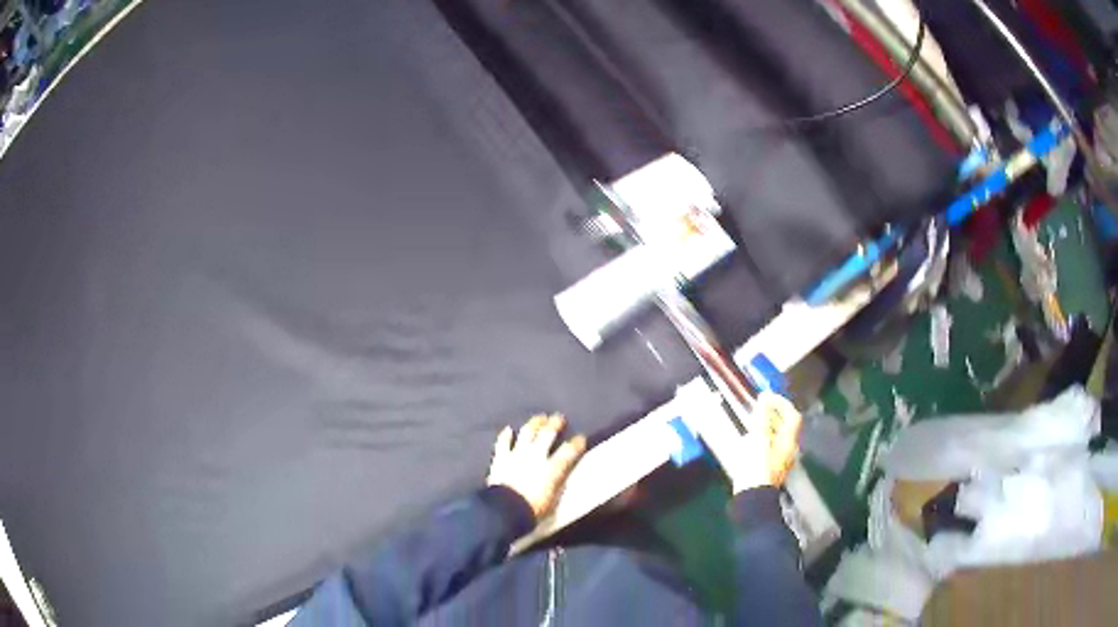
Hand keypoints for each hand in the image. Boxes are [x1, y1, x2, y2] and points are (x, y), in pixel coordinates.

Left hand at [486, 414, 586, 519]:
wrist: (506, 510)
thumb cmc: (533, 510)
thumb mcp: (554, 500)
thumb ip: (558, 485)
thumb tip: (563, 478)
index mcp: (552, 468)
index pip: (569, 451)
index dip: (577, 443)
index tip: (581, 438)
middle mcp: (536, 456)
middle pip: (548, 434)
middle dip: (555, 424)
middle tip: (559, 417)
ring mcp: (517, 454)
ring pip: (527, 432)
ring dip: (534, 423)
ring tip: (539, 418)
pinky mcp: (501, 458)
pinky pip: (503, 443)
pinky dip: (506, 435)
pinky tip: (509, 429)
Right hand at [717, 392, 802, 493]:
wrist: (753, 497)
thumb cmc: (757, 466)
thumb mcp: (758, 438)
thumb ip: (762, 417)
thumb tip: (764, 398)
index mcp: (789, 440)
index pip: (793, 415)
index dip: (782, 403)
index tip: (767, 397)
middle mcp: (790, 449)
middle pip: (787, 426)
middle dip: (774, 415)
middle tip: (759, 409)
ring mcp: (782, 461)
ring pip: (779, 437)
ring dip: (768, 427)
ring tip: (752, 423)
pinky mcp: (772, 470)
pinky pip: (772, 448)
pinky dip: (764, 440)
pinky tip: (750, 442)